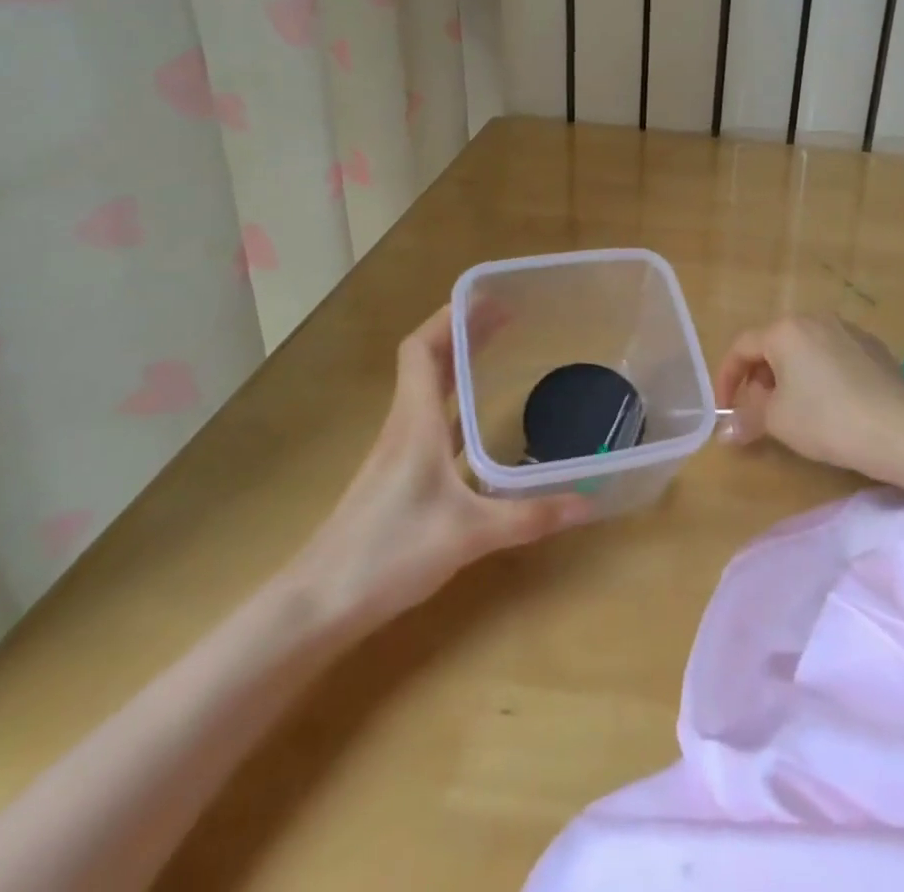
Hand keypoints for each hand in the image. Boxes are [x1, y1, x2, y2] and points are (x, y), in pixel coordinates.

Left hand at [288, 306, 593, 639]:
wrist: (317, 605)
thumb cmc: (389, 553)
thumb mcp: (468, 534)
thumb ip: (528, 516)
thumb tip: (586, 503)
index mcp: (415, 422)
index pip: (422, 349)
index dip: (450, 317)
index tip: (487, 298)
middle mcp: (404, 427)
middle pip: (428, 361)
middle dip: (464, 332)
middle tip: (506, 315)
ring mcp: (397, 453)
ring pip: (427, 390)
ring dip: (457, 364)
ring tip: (493, 351)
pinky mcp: (396, 477)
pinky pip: (430, 421)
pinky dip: (453, 403)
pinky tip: (475, 420)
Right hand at [712, 314, 903, 470]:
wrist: (899, 428)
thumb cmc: (826, 419)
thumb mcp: (777, 422)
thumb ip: (747, 419)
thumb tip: (726, 431)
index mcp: (785, 330)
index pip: (742, 347)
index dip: (726, 378)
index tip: (726, 409)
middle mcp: (815, 319)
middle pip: (774, 345)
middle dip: (759, 379)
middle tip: (759, 412)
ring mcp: (848, 330)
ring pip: (804, 350)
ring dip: (789, 377)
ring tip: (793, 411)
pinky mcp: (873, 347)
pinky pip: (832, 356)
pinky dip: (819, 376)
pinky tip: (830, 406)